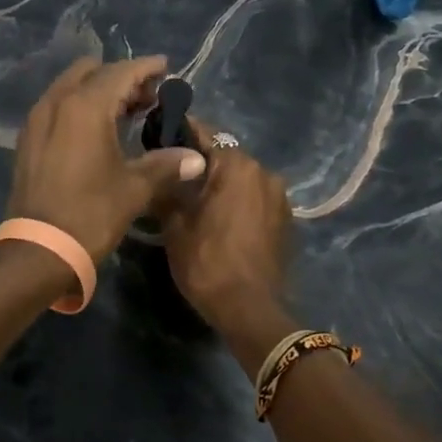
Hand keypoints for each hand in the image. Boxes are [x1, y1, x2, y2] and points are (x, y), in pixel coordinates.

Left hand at [7, 56, 206, 261]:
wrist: (40, 250)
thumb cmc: (91, 213)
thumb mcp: (135, 188)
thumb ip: (166, 165)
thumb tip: (197, 159)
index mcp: (85, 107)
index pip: (121, 73)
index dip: (146, 68)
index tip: (165, 67)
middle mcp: (57, 103)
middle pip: (92, 73)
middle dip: (121, 77)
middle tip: (147, 96)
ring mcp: (37, 121)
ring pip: (71, 87)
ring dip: (98, 91)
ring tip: (126, 112)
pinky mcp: (28, 140)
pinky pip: (57, 107)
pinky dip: (78, 107)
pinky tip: (97, 130)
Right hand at [159, 117, 294, 330]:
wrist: (250, 309)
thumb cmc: (208, 262)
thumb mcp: (174, 226)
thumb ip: (167, 189)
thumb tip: (157, 169)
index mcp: (237, 165)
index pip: (205, 133)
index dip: (180, 132)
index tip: (158, 136)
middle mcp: (264, 172)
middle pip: (225, 156)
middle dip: (200, 162)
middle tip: (171, 174)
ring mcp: (279, 197)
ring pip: (242, 178)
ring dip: (220, 183)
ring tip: (193, 199)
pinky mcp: (285, 220)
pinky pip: (255, 198)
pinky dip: (237, 201)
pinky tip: (218, 218)